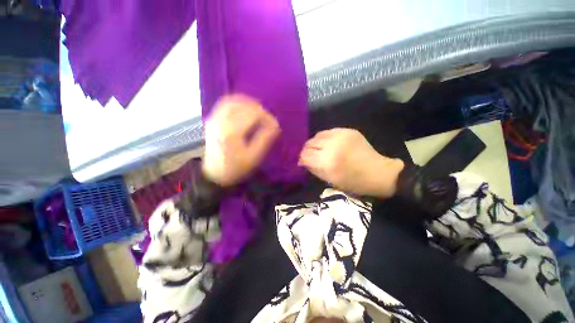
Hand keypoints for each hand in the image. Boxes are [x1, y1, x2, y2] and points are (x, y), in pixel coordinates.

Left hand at [202, 95, 279, 186]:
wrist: (215, 173)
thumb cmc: (236, 168)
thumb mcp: (254, 157)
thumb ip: (265, 139)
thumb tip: (275, 126)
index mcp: (232, 132)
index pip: (254, 114)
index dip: (267, 118)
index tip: (275, 126)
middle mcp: (221, 121)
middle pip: (244, 105)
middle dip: (260, 110)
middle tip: (269, 120)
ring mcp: (214, 119)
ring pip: (233, 101)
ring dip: (249, 103)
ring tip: (260, 112)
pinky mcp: (212, 119)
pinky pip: (225, 103)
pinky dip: (237, 102)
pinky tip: (246, 108)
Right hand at [299, 128, 403, 197]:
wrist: (378, 173)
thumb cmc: (353, 182)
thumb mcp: (329, 180)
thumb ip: (313, 169)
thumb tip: (302, 161)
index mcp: (327, 162)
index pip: (304, 155)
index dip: (301, 159)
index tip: (302, 161)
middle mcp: (332, 146)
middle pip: (309, 143)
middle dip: (307, 150)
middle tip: (310, 155)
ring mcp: (341, 136)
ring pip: (317, 135)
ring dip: (315, 143)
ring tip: (319, 149)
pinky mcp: (348, 130)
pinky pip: (329, 132)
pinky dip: (325, 138)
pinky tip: (329, 144)